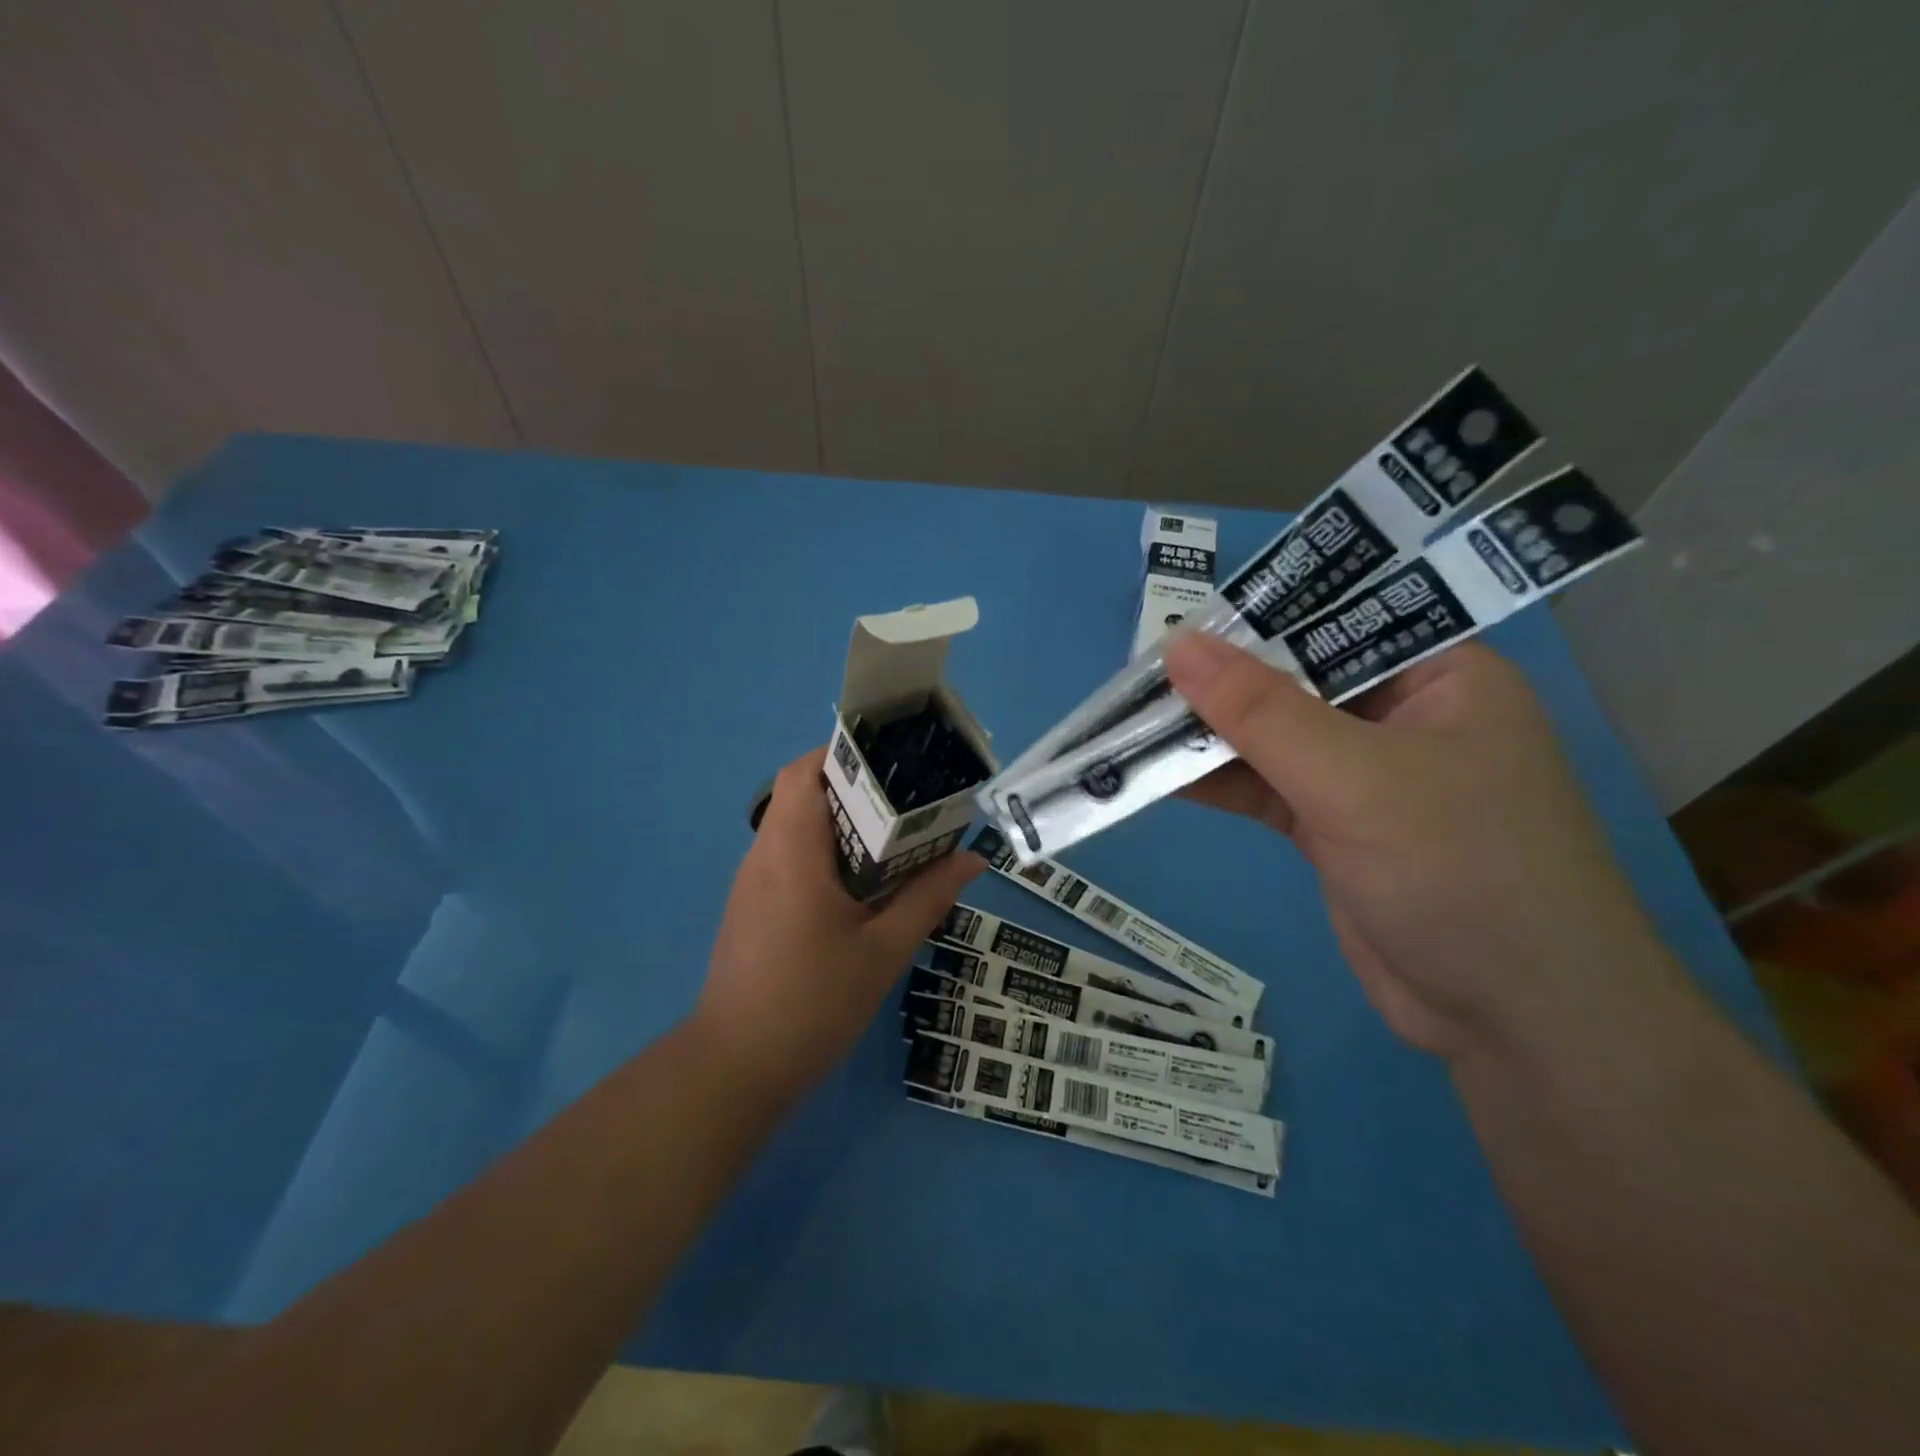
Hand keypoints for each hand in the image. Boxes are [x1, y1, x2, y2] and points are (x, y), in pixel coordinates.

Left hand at [693, 746, 983, 1099]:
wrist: (736, 1068)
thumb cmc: (812, 1003)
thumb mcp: (883, 950)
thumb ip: (928, 897)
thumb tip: (973, 859)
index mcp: (791, 851)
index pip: (803, 772)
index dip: (843, 755)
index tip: (892, 762)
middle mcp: (764, 855)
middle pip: (801, 794)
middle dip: (854, 788)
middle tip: (908, 801)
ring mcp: (752, 883)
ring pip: (794, 827)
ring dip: (840, 823)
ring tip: (895, 837)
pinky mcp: (751, 908)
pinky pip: (789, 858)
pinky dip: (825, 853)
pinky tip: (862, 883)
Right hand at [1166, 633, 1668, 1060]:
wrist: (1516, 1022)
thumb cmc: (1459, 870)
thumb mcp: (1353, 778)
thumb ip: (1260, 711)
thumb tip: (1178, 645)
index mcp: (1438, 677)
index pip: (1335, 622)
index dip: (1257, 617)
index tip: (1178, 622)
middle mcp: (1401, 717)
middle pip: (1292, 681)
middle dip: (1218, 684)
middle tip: (1136, 679)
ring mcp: (1365, 777)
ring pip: (1271, 739)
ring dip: (1205, 738)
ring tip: (1128, 725)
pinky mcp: (1334, 829)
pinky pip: (1264, 789)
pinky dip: (1215, 783)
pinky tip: (1156, 775)